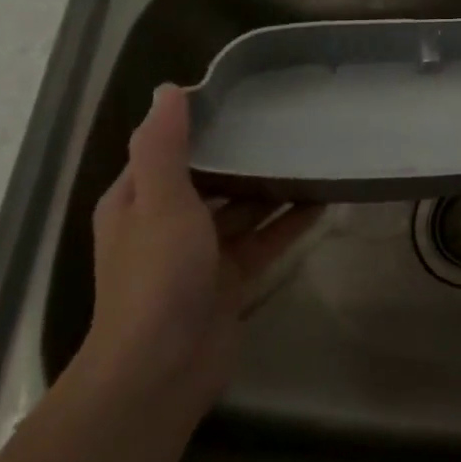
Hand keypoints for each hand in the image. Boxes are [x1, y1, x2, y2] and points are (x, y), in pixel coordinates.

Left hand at [79, 84, 321, 422]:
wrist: (160, 372)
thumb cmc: (157, 276)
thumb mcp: (160, 201)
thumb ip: (164, 145)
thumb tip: (170, 89)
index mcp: (138, 201)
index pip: (169, 150)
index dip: (201, 125)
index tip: (244, 98)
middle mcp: (166, 224)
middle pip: (211, 178)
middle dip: (244, 155)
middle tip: (289, 123)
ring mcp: (200, 256)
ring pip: (241, 210)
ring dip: (271, 188)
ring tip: (312, 155)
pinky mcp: (230, 281)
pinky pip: (263, 241)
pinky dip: (288, 223)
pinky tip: (322, 201)